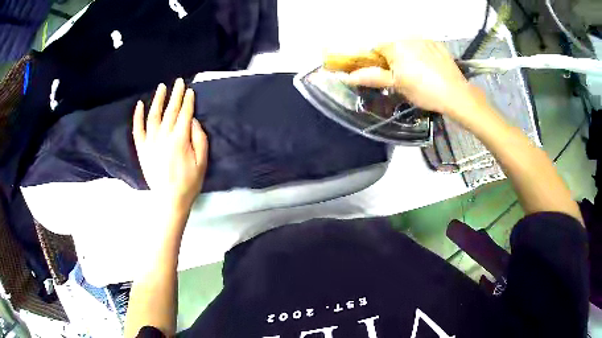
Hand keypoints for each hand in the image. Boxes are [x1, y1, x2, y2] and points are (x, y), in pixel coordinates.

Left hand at [133, 78, 207, 209]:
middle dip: (176, 95)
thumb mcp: (202, 162)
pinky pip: (137, 129)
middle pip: (171, 111)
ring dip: (158, 100)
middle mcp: (164, 136)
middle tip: (179, 82)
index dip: (188, 101)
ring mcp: (150, 142)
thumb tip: (193, 120)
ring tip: (162, 87)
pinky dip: (137, 116)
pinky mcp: (142, 149)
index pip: (185, 114)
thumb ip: (200, 138)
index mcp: (180, 139)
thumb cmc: (189, 182)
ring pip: (153, 115)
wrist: (170, 200)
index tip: (190, 90)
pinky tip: (140, 104)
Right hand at [340, 40, 486, 119]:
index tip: (382, 74)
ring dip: (406, 55)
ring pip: (407, 45)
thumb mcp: (396, 85)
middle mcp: (407, 36)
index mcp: (394, 45)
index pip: (374, 48)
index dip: (375, 61)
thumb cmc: (424, 90)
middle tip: (401, 76)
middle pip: (391, 45)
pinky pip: (421, 46)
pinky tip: (428, 68)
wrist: (456, 94)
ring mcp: (424, 39)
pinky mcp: (437, 44)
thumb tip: (347, 77)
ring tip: (418, 73)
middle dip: (391, 58)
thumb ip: (372, 77)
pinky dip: (420, 54)